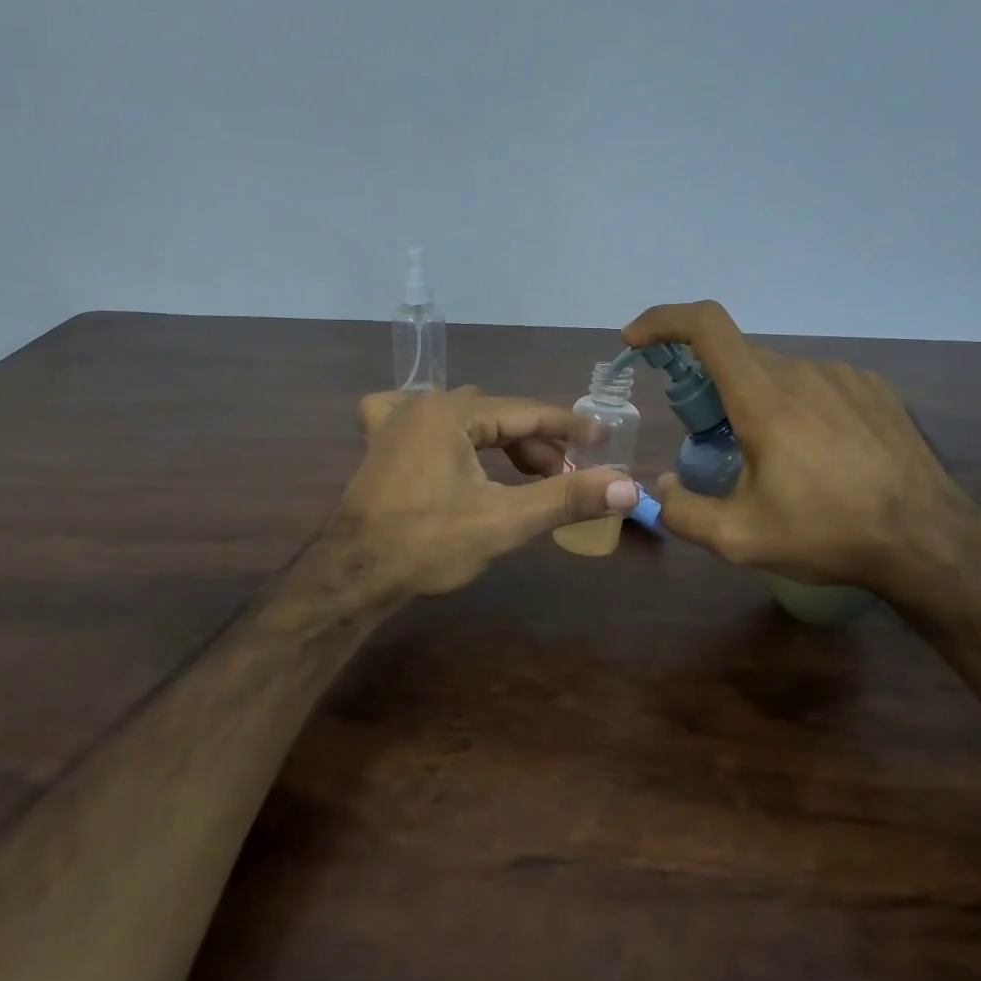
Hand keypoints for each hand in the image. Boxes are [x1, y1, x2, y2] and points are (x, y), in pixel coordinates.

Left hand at [334, 386, 638, 598]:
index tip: (605, 437)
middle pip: (498, 416)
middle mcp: (423, 405)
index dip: (570, 427)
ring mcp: (395, 422)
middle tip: (564, 476)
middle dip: (536, 444)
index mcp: (453, 412)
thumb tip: (627, 486)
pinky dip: (444, 428)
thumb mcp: (504, 520)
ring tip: (525, 474)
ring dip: (499, 441)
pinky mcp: (380, 445)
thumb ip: (566, 498)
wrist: (352, 574)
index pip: (527, 412)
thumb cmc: (428, 543)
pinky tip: (448, 441)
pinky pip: (416, 418)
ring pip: (464, 419)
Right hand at [621, 300, 980, 605]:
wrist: (928, 539)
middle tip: (712, 439)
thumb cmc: (829, 534)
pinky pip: (817, 384)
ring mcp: (844, 376)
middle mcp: (802, 372)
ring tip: (775, 460)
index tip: (637, 341)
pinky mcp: (873, 389)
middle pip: (737, 358)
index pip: (706, 326)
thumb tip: (661, 486)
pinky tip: (819, 454)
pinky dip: (798, 406)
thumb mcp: (741, 540)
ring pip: (778, 374)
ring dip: (758, 402)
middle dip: (710, 387)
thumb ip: (684, 512)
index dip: (664, 321)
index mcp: (764, 398)